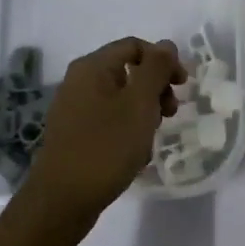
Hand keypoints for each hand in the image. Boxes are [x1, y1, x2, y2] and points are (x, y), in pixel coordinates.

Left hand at [22, 37, 184, 226]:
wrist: (62, 201)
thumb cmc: (106, 147)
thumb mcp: (139, 104)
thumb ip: (156, 69)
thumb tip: (167, 44)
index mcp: (92, 67)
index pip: (135, 46)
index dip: (163, 61)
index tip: (183, 86)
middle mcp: (79, 81)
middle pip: (128, 70)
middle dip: (155, 88)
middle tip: (170, 113)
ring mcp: (74, 109)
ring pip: (120, 98)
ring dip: (144, 111)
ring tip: (152, 137)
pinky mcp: (74, 134)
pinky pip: (109, 119)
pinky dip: (127, 129)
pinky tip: (135, 153)